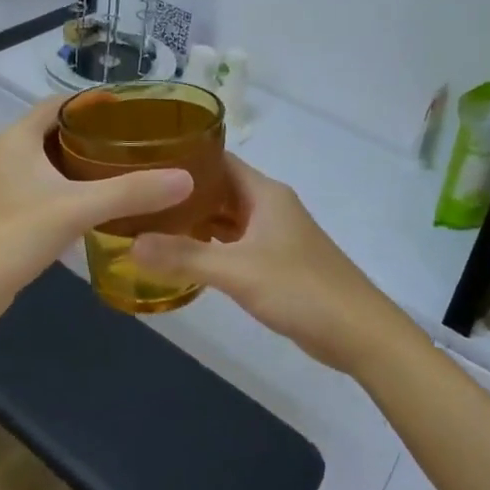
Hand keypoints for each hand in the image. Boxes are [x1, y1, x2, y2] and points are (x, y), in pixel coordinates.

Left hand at [0, 97, 193, 327]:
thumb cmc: (13, 236)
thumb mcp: (77, 209)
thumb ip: (130, 192)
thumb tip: (186, 179)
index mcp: (18, 137)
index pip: (62, 103)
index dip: (96, 102)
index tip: (136, 110)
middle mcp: (9, 152)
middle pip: (59, 130)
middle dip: (98, 133)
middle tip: (141, 141)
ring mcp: (7, 183)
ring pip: (54, 161)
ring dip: (86, 162)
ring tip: (131, 168)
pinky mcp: (10, 211)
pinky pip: (49, 187)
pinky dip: (75, 187)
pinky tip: (103, 203)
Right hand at [131, 156, 418, 377]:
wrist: (359, 332)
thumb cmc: (301, 289)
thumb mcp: (238, 271)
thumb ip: (185, 257)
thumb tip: (130, 243)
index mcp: (264, 193)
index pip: (218, 159)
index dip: (183, 157)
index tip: (143, 160)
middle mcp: (269, 206)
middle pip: (219, 188)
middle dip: (181, 192)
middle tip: (137, 195)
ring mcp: (274, 235)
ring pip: (226, 217)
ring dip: (194, 220)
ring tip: (149, 223)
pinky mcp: (276, 262)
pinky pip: (234, 243)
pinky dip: (210, 245)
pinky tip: (183, 256)